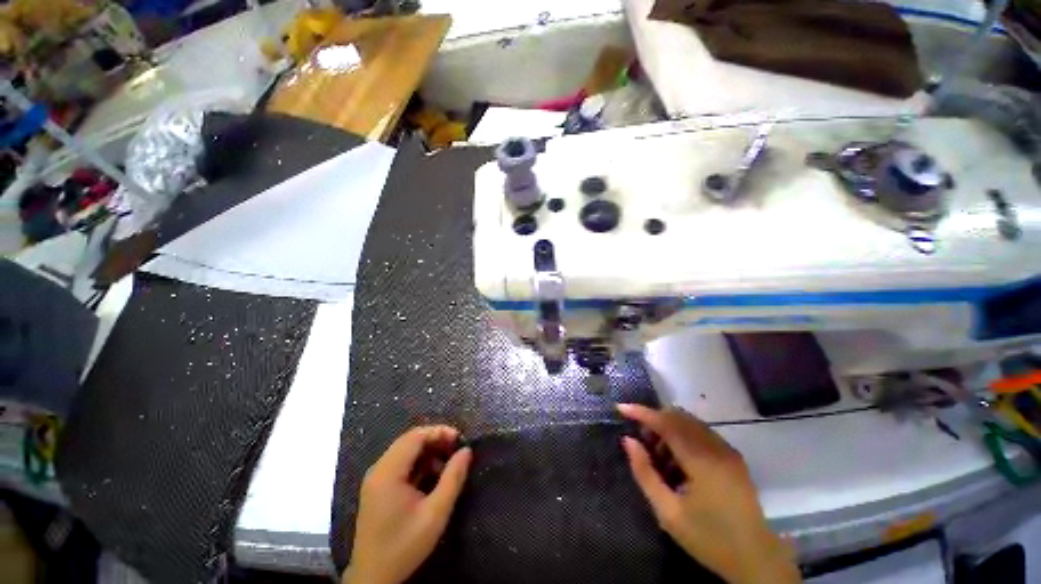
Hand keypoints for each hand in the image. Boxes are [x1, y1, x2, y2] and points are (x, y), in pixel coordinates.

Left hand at [344, 425, 471, 583]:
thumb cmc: (404, 546)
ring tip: (448, 464)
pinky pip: (401, 464)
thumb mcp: (435, 513)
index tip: (460, 440)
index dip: (440, 432)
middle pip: (410, 440)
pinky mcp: (378, 488)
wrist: (373, 579)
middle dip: (436, 440)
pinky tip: (433, 476)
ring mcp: (376, 479)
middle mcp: (379, 469)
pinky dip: (419, 464)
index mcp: (388, 472)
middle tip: (456, 450)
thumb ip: (453, 478)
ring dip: (428, 452)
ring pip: (405, 451)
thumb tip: (467, 450)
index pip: (415, 436)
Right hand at [617, 404, 799, 583]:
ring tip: (659, 456)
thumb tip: (628, 441)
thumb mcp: (668, 513)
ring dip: (669, 429)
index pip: (666, 423)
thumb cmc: (709, 538)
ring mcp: (727, 451)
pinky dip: (683, 437)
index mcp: (702, 461)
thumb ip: (645, 473)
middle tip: (641, 440)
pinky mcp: (733, 457)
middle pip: (678, 417)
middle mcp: (716, 448)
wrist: (756, 559)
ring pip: (690, 423)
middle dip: (655, 421)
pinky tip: (678, 461)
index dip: (641, 412)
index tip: (621, 408)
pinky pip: (702, 434)